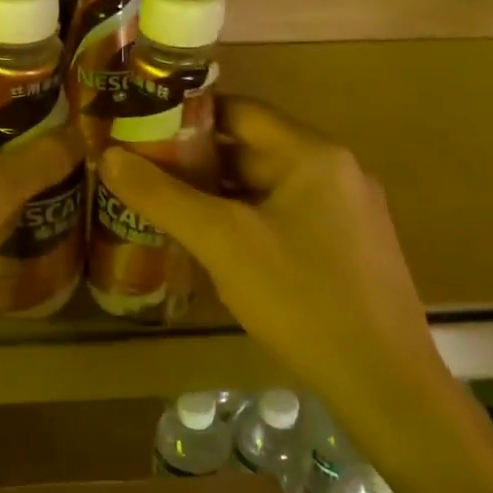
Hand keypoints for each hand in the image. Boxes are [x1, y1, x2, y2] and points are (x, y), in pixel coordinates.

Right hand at [97, 97, 444, 411]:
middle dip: (196, 160)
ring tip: (163, 204)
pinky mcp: (345, 248)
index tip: (141, 128)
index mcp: (313, 154)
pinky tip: (210, 243)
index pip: (240, 111)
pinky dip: (244, 220)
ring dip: (217, 193)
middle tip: (142, 172)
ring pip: (266, 187)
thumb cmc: (301, 298)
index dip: (187, 116)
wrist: (382, 381)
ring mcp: (344, 212)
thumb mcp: (222, 242)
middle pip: (253, 149)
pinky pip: (283, 217)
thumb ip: (163, 197)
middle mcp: (335, 171)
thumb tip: (110, 158)